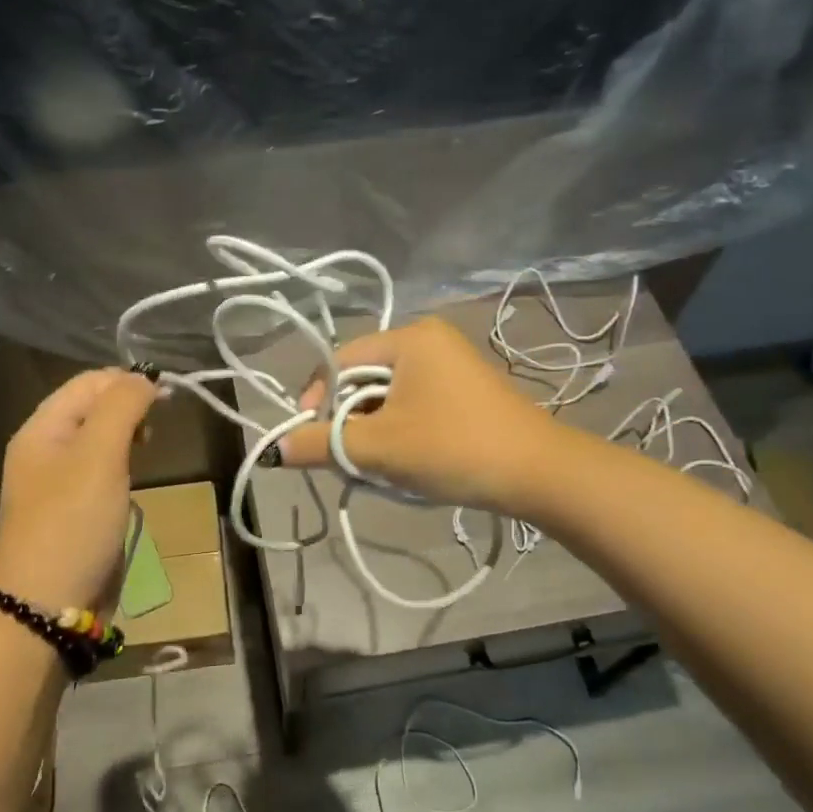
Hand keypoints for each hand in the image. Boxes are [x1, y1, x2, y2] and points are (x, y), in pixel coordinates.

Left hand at [0, 368, 159, 612]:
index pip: (88, 383)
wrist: (48, 605)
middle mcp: (45, 448)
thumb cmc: (73, 522)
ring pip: (99, 439)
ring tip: (150, 445)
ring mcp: (58, 481)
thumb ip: (122, 407)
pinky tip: (136, 475)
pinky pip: (100, 470)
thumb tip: (145, 377)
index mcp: (41, 428)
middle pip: (92, 408)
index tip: (169, 395)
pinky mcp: (74, 509)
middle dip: (129, 406)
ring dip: (128, 434)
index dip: (128, 380)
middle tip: (158, 426)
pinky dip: (122, 463)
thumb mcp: (99, 455)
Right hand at [278, 317, 557, 515]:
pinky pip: (412, 405)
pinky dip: (398, 431)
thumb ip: (321, 444)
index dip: (316, 400)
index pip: (339, 362)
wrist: (539, 474)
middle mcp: (429, 341)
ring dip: (372, 431)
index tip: (309, 439)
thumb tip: (274, 450)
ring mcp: (450, 365)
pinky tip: (406, 461)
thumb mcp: (378, 447)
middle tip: (346, 459)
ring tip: (378, 465)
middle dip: (348, 421)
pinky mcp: (464, 392)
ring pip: (386, 397)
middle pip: (363, 379)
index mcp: (408, 337)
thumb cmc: (452, 447)